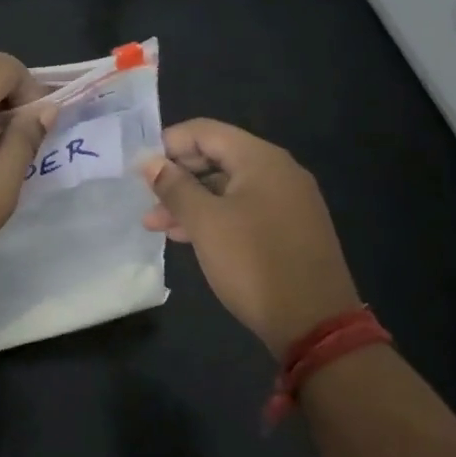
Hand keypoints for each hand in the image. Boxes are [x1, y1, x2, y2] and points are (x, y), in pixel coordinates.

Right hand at [141, 119, 362, 357]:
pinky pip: (243, 209)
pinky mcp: (289, 229)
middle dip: (177, 176)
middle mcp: (278, 171)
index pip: (204, 131)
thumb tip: (149, 161)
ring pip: (227, 188)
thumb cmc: (254, 263)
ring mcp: (287, 201)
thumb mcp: (205, 223)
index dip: (167, 144)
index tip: (139, 168)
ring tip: (155, 225)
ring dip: (190, 201)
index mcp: (260, 159)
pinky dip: (213, 217)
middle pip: (216, 157)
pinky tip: (187, 237)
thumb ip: (174, 187)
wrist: (316, 325)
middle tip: (145, 198)